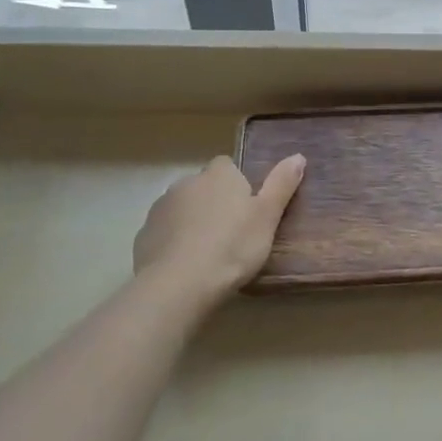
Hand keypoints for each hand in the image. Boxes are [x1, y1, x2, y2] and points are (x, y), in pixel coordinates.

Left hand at [132, 154, 305, 304]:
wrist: (179, 284)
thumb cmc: (232, 246)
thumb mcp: (267, 217)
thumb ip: (281, 185)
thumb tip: (298, 156)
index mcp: (218, 175)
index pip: (227, 166)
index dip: (238, 184)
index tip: (247, 209)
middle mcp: (186, 183)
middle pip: (203, 187)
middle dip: (214, 203)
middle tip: (232, 234)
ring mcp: (160, 209)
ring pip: (182, 209)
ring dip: (192, 222)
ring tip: (209, 253)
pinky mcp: (143, 236)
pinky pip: (164, 233)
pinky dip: (174, 243)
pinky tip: (186, 266)